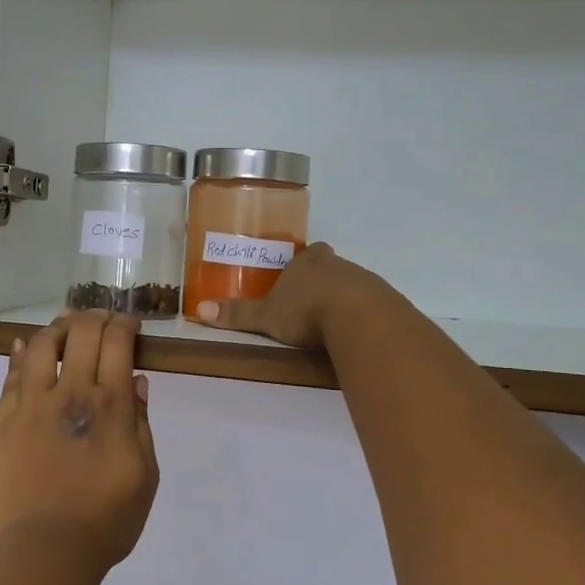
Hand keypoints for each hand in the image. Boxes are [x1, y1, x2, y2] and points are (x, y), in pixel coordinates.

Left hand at [0, 311, 159, 581]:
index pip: (117, 342)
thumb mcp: (145, 475)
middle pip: (81, 333)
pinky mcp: (5, 420)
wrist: (45, 552)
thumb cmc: (106, 521)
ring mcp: (32, 404)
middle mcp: (70, 393)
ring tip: (66, 326)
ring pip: (42, 345)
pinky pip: (13, 375)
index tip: (130, 324)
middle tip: (102, 319)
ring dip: (58, 327)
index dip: (124, 324)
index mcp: (109, 405)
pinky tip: (29, 346)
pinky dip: (23, 354)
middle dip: (95, 317)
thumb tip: (136, 381)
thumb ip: (141, 423)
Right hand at [192, 242, 393, 347]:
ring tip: (332, 322)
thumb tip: (200, 310)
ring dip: (344, 298)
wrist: (359, 318)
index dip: (306, 262)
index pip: (309, 253)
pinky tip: (355, 331)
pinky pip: (371, 305)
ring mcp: (364, 281)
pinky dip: (362, 315)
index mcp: (308, 262)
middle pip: (332, 267)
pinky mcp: (384, 301)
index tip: (301, 274)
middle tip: (312, 300)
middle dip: (324, 279)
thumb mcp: (266, 316)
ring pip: (352, 284)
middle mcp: (337, 265)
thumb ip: (238, 315)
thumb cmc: (306, 310)